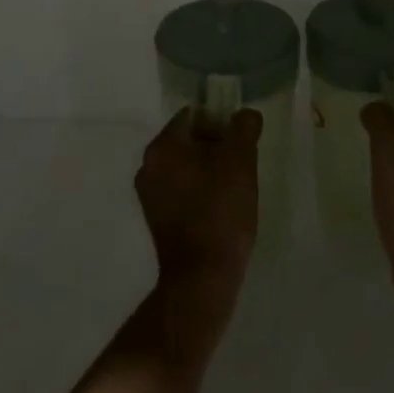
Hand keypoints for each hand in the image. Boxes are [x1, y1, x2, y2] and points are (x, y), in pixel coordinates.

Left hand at [136, 108, 260, 326]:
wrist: (202, 277)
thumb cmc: (221, 211)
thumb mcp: (241, 160)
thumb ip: (244, 127)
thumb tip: (245, 116)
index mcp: (162, 146)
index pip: (194, 115)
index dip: (221, 122)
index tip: (242, 141)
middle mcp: (148, 165)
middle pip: (188, 140)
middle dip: (216, 146)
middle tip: (242, 164)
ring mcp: (149, 194)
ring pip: (186, 166)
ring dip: (209, 169)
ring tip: (234, 188)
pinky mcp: (156, 219)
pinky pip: (181, 190)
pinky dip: (200, 191)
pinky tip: (221, 208)